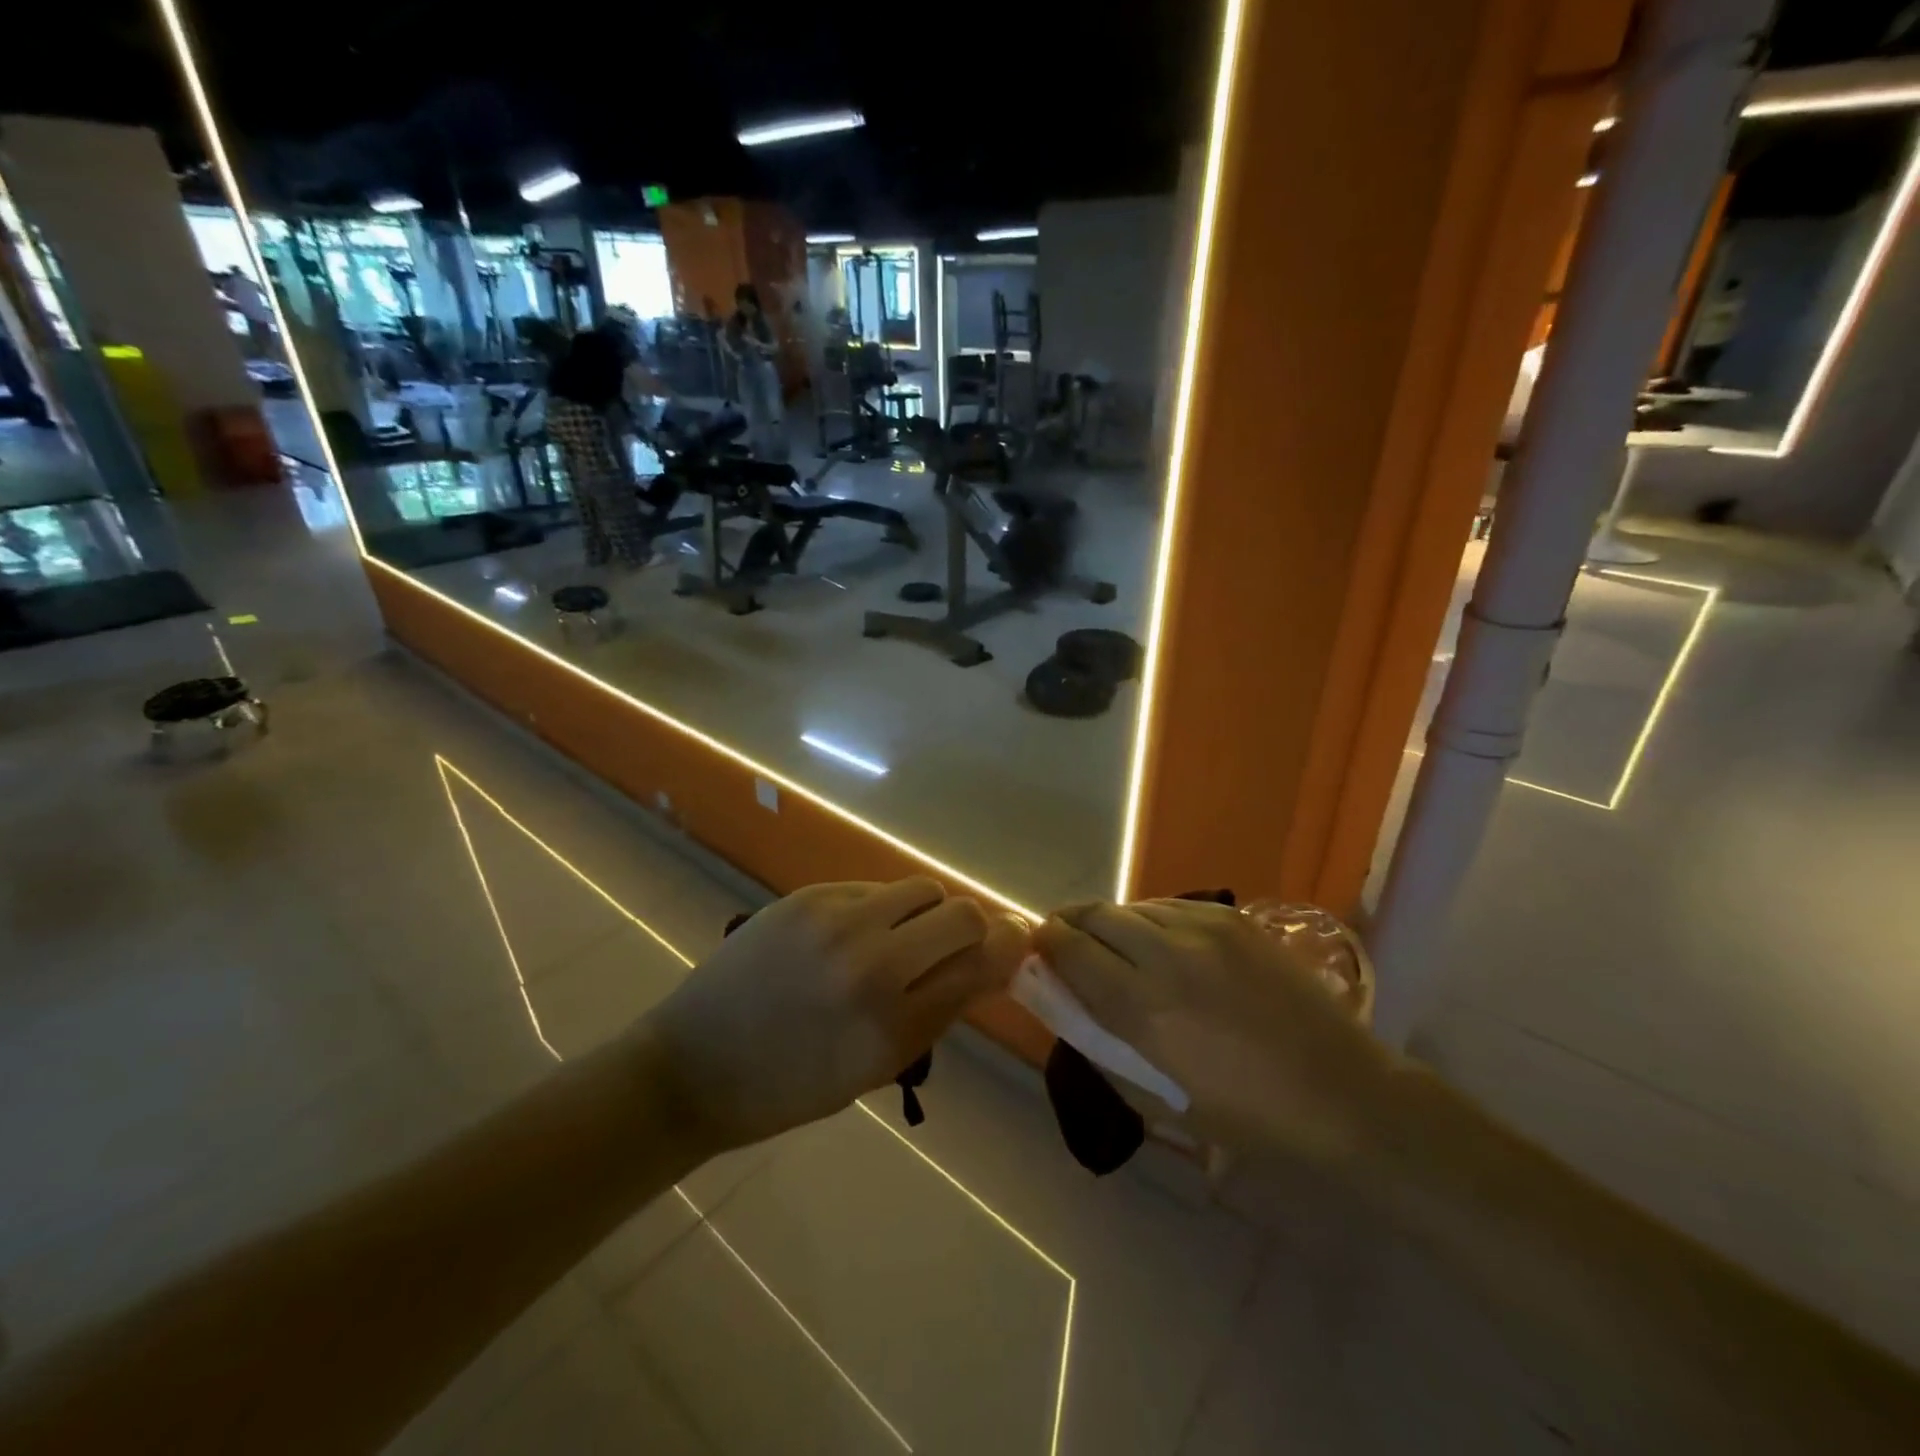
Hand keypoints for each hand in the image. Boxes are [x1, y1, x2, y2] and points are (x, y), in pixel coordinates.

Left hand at [642, 879, 1025, 1152]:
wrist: (695, 1064)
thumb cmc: (790, 1086)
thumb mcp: (875, 1068)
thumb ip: (937, 1012)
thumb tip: (988, 963)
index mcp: (892, 1026)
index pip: (981, 964)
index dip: (1009, 949)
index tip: (1016, 944)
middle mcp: (871, 964)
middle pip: (963, 913)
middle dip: (975, 927)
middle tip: (959, 944)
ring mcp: (836, 922)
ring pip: (921, 888)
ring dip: (928, 912)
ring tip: (904, 936)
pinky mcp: (808, 897)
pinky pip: (872, 888)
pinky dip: (881, 908)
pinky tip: (856, 934)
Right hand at [1031, 900, 1396, 1162]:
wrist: (1345, 1096)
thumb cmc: (1247, 1119)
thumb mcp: (1159, 1100)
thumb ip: (1103, 1044)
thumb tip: (1067, 1002)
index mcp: (1143, 1008)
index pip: (1070, 950)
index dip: (1046, 944)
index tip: (1039, 950)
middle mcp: (1167, 955)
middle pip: (1095, 915)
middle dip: (1070, 924)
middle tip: (1065, 942)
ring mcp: (1204, 930)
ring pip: (1131, 906)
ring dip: (1110, 923)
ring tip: (1114, 945)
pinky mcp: (1233, 920)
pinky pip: (1170, 906)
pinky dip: (1149, 919)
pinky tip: (1158, 941)